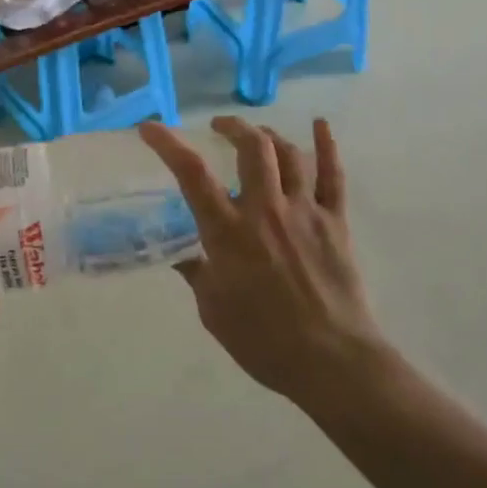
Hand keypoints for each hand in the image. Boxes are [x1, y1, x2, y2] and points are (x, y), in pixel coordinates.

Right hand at [141, 116, 386, 406]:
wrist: (331, 362)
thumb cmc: (264, 342)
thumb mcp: (213, 310)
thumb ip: (197, 273)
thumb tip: (180, 252)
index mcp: (228, 232)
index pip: (192, 175)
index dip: (168, 144)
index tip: (151, 128)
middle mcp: (265, 211)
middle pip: (251, 148)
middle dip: (232, 128)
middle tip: (219, 128)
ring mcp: (304, 212)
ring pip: (289, 155)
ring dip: (269, 136)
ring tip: (257, 135)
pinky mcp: (335, 222)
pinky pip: (333, 176)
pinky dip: (327, 146)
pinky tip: (320, 125)